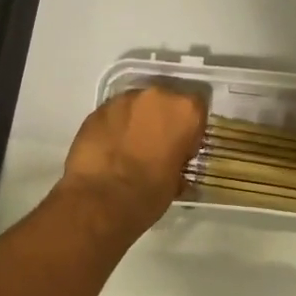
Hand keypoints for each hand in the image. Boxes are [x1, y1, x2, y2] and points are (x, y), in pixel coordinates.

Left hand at [61, 84, 208, 233]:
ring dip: (137, 121)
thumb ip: (179, 161)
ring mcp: (124, 100)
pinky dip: (115, 127)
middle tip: (157, 146)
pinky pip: (113, 114)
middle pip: (165, 101)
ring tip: (130, 148)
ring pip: (137, 105)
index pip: (197, 108)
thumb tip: (174, 165)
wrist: (100, 199)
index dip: (191, 129)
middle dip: (162, 120)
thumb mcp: (176, 181)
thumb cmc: (149, 193)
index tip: (183, 148)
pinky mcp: (98, 109)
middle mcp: (157, 96)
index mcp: (185, 110)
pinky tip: (110, 149)